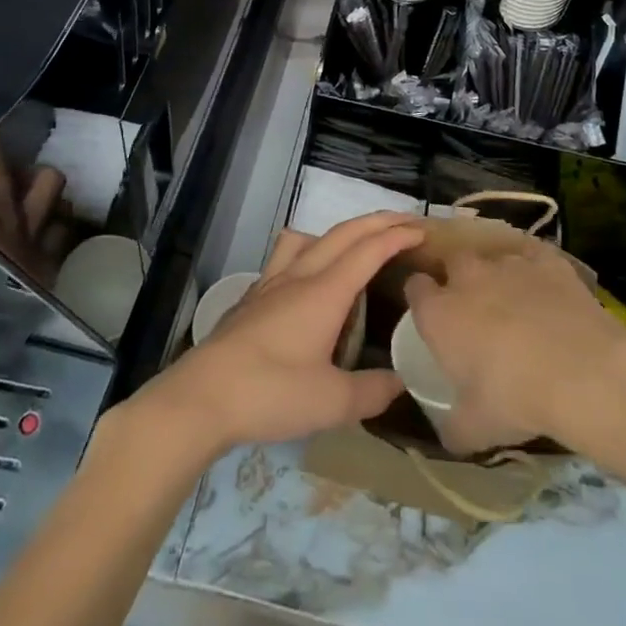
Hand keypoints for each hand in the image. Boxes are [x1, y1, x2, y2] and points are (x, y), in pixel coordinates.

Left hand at [142, 213, 421, 454]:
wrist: (202, 395)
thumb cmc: (270, 393)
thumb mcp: (331, 402)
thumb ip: (372, 391)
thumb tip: (402, 383)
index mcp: (325, 292)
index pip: (369, 250)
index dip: (397, 236)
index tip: (423, 230)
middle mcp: (301, 275)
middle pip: (344, 233)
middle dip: (378, 222)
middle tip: (406, 223)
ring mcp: (272, 282)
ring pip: (312, 237)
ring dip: (342, 230)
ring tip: (359, 242)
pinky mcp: (253, 295)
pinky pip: (288, 254)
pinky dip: (310, 248)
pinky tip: (308, 274)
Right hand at [403, 244, 625, 453]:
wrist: (581, 371)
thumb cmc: (515, 399)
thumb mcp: (475, 429)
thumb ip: (453, 427)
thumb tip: (447, 434)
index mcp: (439, 312)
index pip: (415, 288)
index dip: (422, 299)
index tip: (431, 316)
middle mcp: (467, 276)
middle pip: (452, 264)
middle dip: (458, 280)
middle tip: (474, 311)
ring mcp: (507, 262)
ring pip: (493, 260)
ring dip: (498, 278)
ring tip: (517, 306)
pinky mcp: (545, 258)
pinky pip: (532, 257)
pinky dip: (535, 271)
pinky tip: (547, 292)